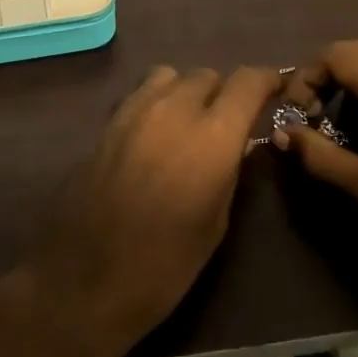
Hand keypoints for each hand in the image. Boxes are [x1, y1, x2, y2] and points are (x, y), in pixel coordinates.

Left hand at [19, 64, 280, 356]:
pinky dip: (156, 101)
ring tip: (188, 122)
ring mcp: (133, 112)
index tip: (275, 90)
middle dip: (224, 92)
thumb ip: (229, 172)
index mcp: (212, 137)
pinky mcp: (106, 123)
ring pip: (170, 76)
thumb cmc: (163, 266)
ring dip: (186, 91)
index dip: (266, 80)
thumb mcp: (215, 224)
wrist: (82, 281)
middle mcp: (174, 110)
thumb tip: (236, 145)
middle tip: (228, 122)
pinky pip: (140, 94)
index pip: (247, 82)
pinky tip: (154, 134)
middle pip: (207, 75)